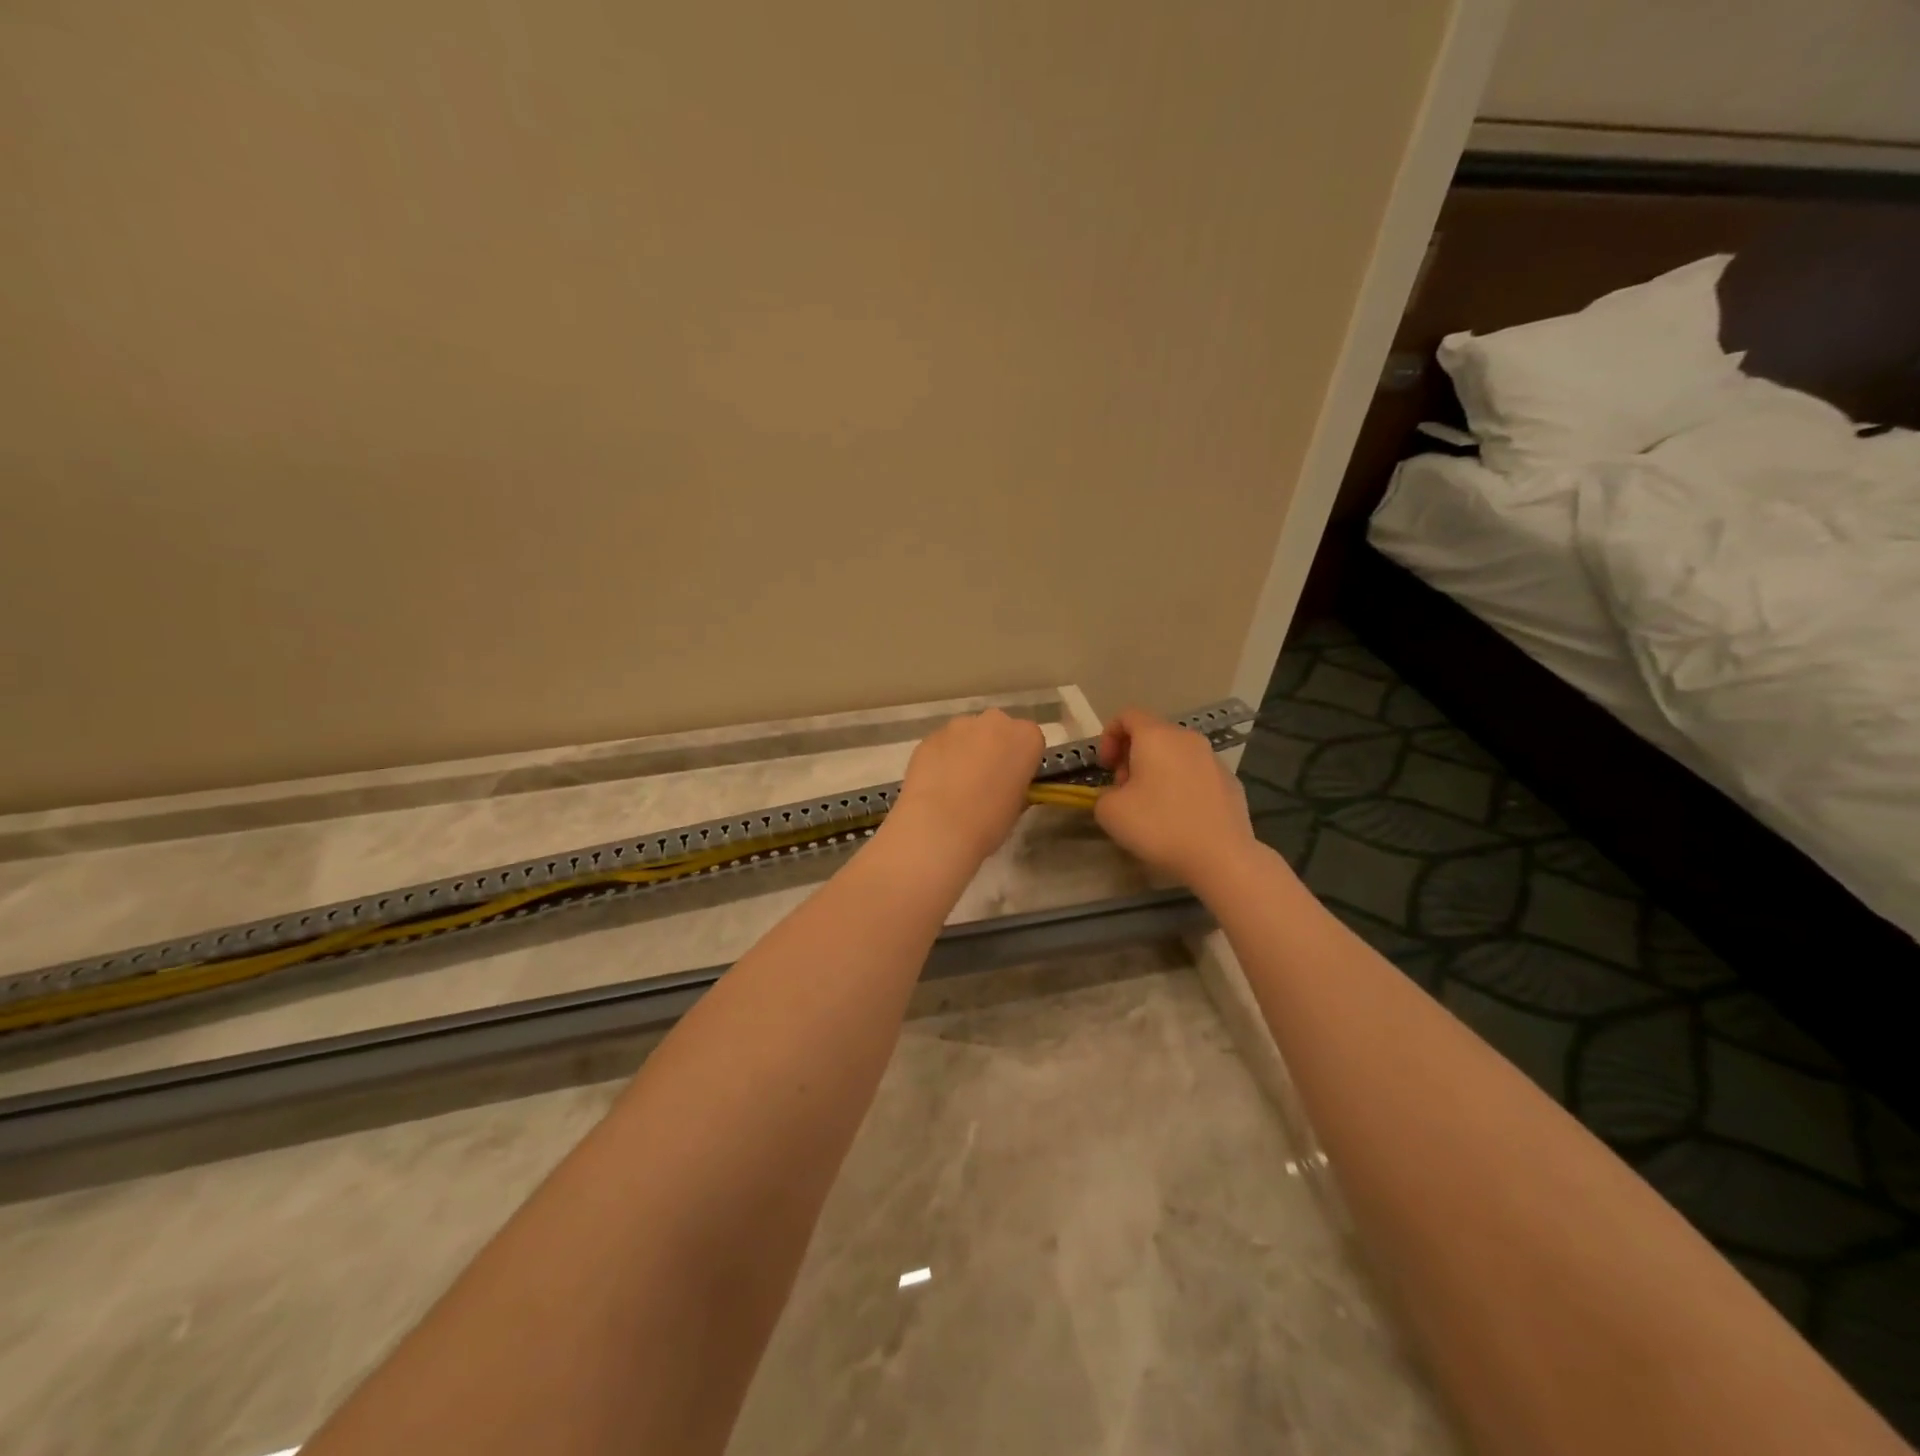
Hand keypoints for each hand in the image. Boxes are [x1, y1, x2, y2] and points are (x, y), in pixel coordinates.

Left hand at [886, 709, 1045, 866]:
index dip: (1022, 761)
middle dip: (994, 748)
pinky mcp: (930, 736)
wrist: (938, 825)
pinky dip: (942, 758)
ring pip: (968, 734)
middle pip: (999, 730)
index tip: (1015, 780)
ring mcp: (958, 725)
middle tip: (986, 780)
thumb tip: (1007, 785)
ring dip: (966, 751)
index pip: (1031, 741)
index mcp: (1026, 737)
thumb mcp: (1018, 806)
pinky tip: (936, 785)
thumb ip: (1016, 784)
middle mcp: (995, 722)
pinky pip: (943, 744)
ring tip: (956, 785)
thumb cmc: (989, 820)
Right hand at [1093, 709, 1256, 887]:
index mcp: (1156, 736)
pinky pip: (1196, 774)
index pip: (1127, 715)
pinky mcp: (1231, 782)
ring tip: (1152, 805)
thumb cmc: (1159, 826)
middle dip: (1132, 756)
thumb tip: (1119, 794)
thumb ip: (1104, 794)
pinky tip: (1180, 816)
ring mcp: (1213, 759)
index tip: (1106, 768)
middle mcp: (1187, 739)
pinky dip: (1181, 785)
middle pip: (1153, 734)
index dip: (1109, 737)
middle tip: (1125, 789)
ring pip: (1176, 754)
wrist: (1221, 857)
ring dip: (1157, 771)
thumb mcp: (1110, 811)